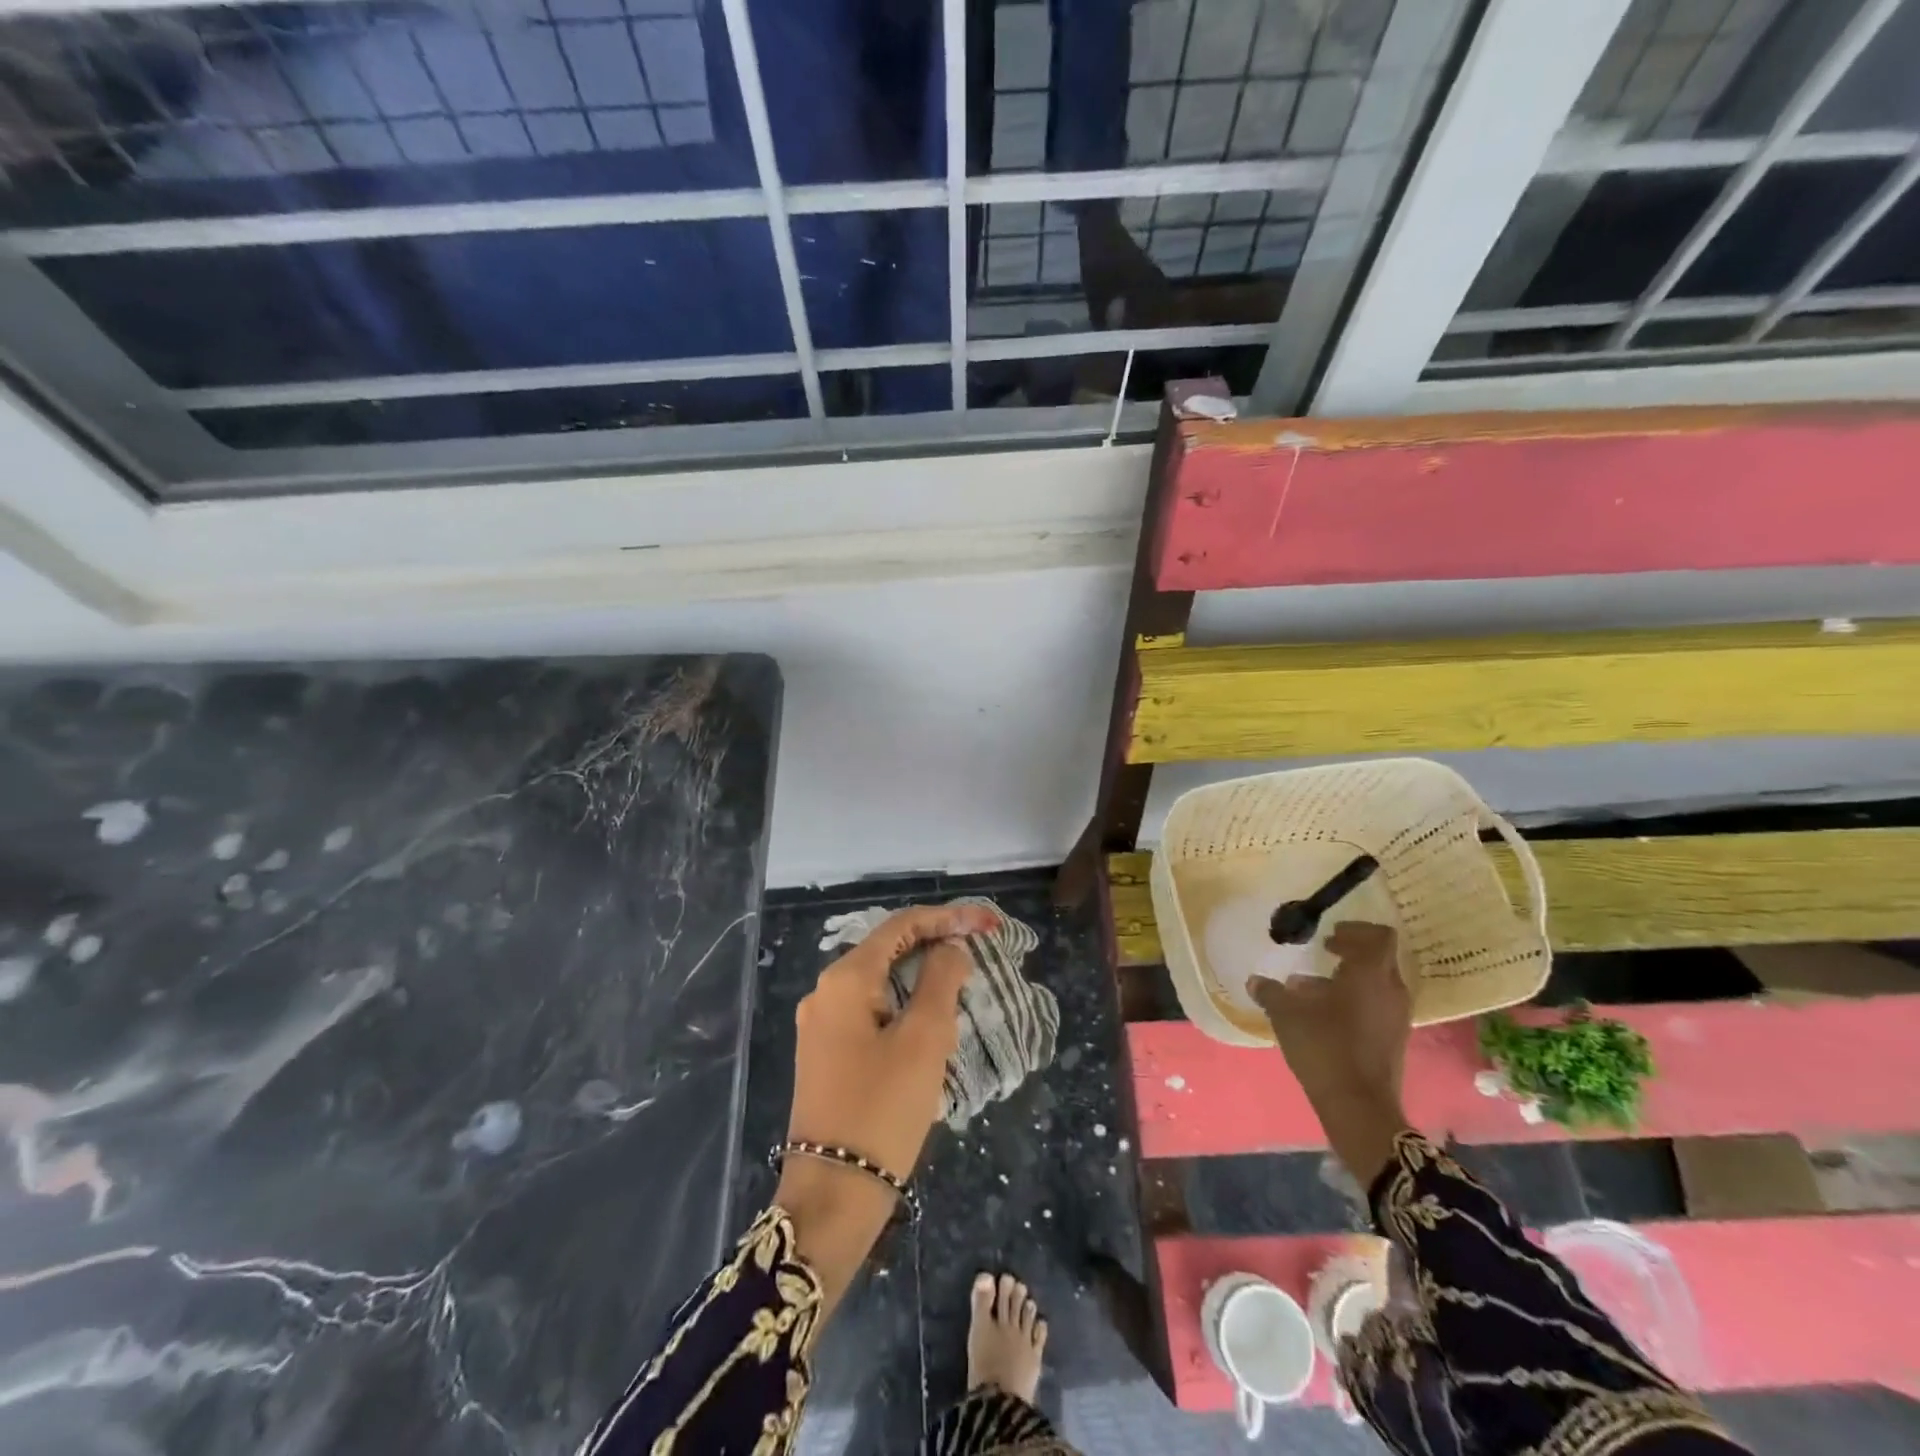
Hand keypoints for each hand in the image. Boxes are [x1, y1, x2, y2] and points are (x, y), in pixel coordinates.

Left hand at [777, 902, 996, 1311]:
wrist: (832, 1195)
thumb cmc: (882, 1108)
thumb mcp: (924, 1039)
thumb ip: (940, 980)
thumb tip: (950, 948)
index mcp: (845, 978)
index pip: (901, 925)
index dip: (948, 918)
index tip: (988, 924)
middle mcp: (825, 992)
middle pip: (888, 950)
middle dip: (935, 946)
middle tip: (979, 953)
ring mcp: (822, 1024)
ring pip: (881, 983)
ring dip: (922, 980)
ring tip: (963, 989)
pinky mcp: (827, 1053)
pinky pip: (871, 1012)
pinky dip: (904, 1007)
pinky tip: (931, 1024)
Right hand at [1247, 922, 1411, 1184]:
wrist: (1358, 1107)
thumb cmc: (1324, 1047)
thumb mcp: (1287, 1015)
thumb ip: (1271, 993)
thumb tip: (1256, 981)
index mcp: (1370, 975)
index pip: (1380, 936)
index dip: (1356, 929)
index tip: (1330, 934)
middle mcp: (1390, 991)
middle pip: (1381, 958)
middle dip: (1353, 951)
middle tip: (1325, 950)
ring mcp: (1396, 1017)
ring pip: (1378, 983)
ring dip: (1351, 977)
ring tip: (1314, 985)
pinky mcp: (1393, 1039)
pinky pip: (1377, 1005)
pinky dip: (1355, 999)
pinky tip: (1324, 1013)